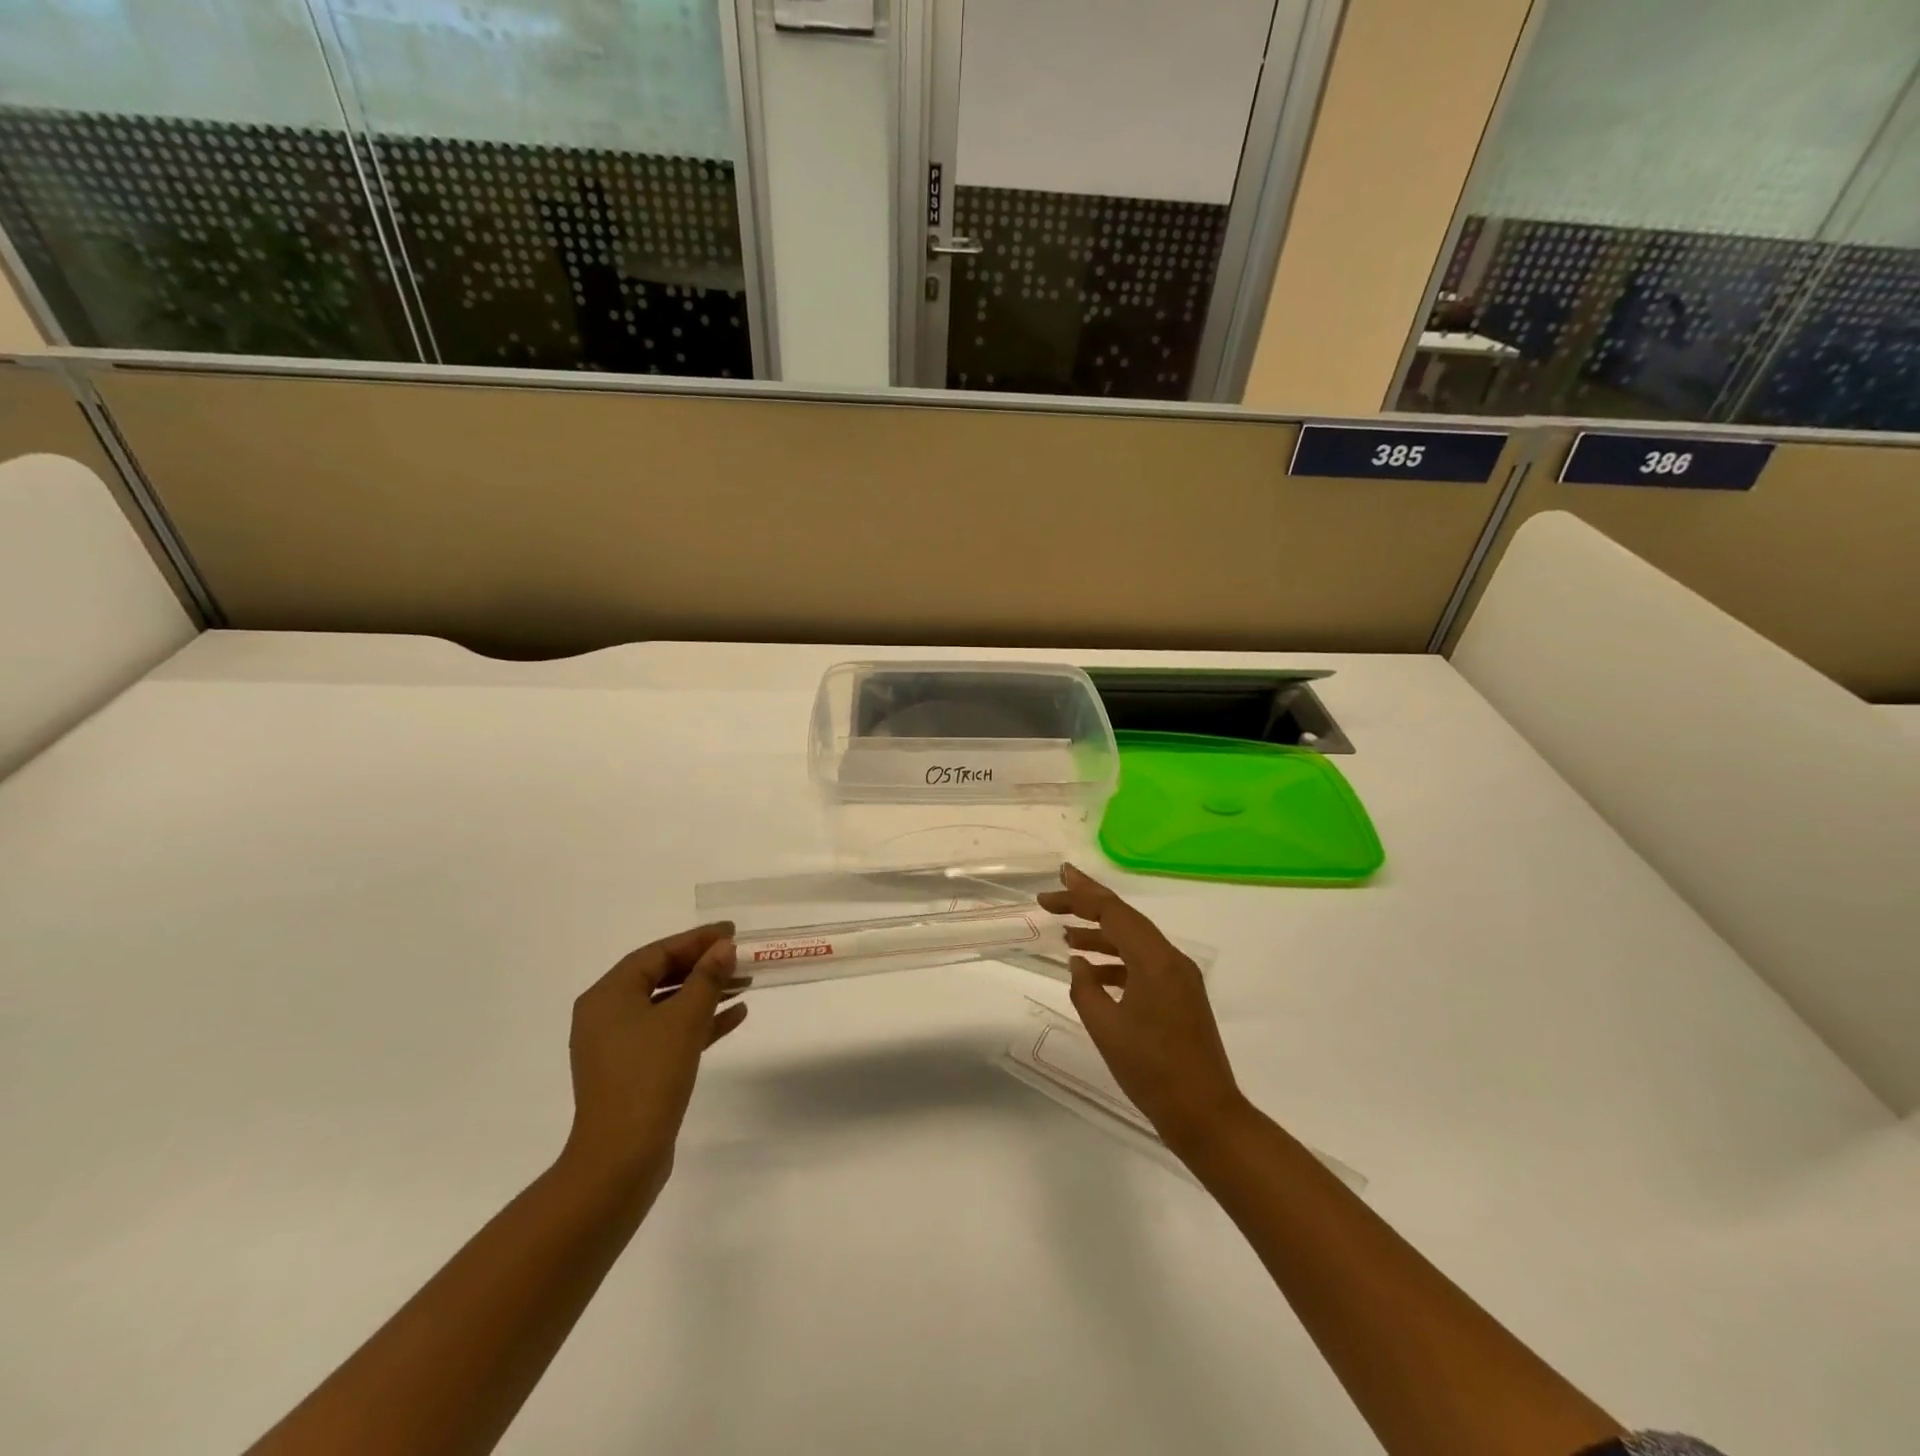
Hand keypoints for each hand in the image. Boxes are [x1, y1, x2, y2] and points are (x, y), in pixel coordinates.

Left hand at [560, 923, 746, 1202]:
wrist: (621, 1159)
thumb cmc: (649, 1076)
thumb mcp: (684, 1019)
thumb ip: (707, 977)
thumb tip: (724, 947)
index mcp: (608, 995)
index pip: (657, 953)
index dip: (697, 939)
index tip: (732, 931)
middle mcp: (606, 1015)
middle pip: (661, 976)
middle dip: (703, 966)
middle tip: (740, 956)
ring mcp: (618, 1046)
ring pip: (667, 1005)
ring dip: (705, 993)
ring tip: (745, 983)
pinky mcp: (633, 1071)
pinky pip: (669, 1033)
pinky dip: (699, 1023)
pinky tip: (735, 1017)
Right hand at [1039, 864, 1247, 1157]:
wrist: (1205, 1114)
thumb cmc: (1152, 1071)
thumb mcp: (1106, 1028)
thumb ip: (1086, 989)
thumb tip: (1079, 964)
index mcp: (1155, 961)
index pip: (1113, 913)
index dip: (1080, 895)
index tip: (1052, 886)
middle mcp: (1171, 959)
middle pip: (1125, 920)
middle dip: (1088, 905)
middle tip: (1055, 894)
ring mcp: (1180, 977)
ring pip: (1135, 942)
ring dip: (1101, 935)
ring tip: (1066, 936)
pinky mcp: (1181, 996)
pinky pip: (1144, 964)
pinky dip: (1117, 961)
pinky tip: (1093, 972)